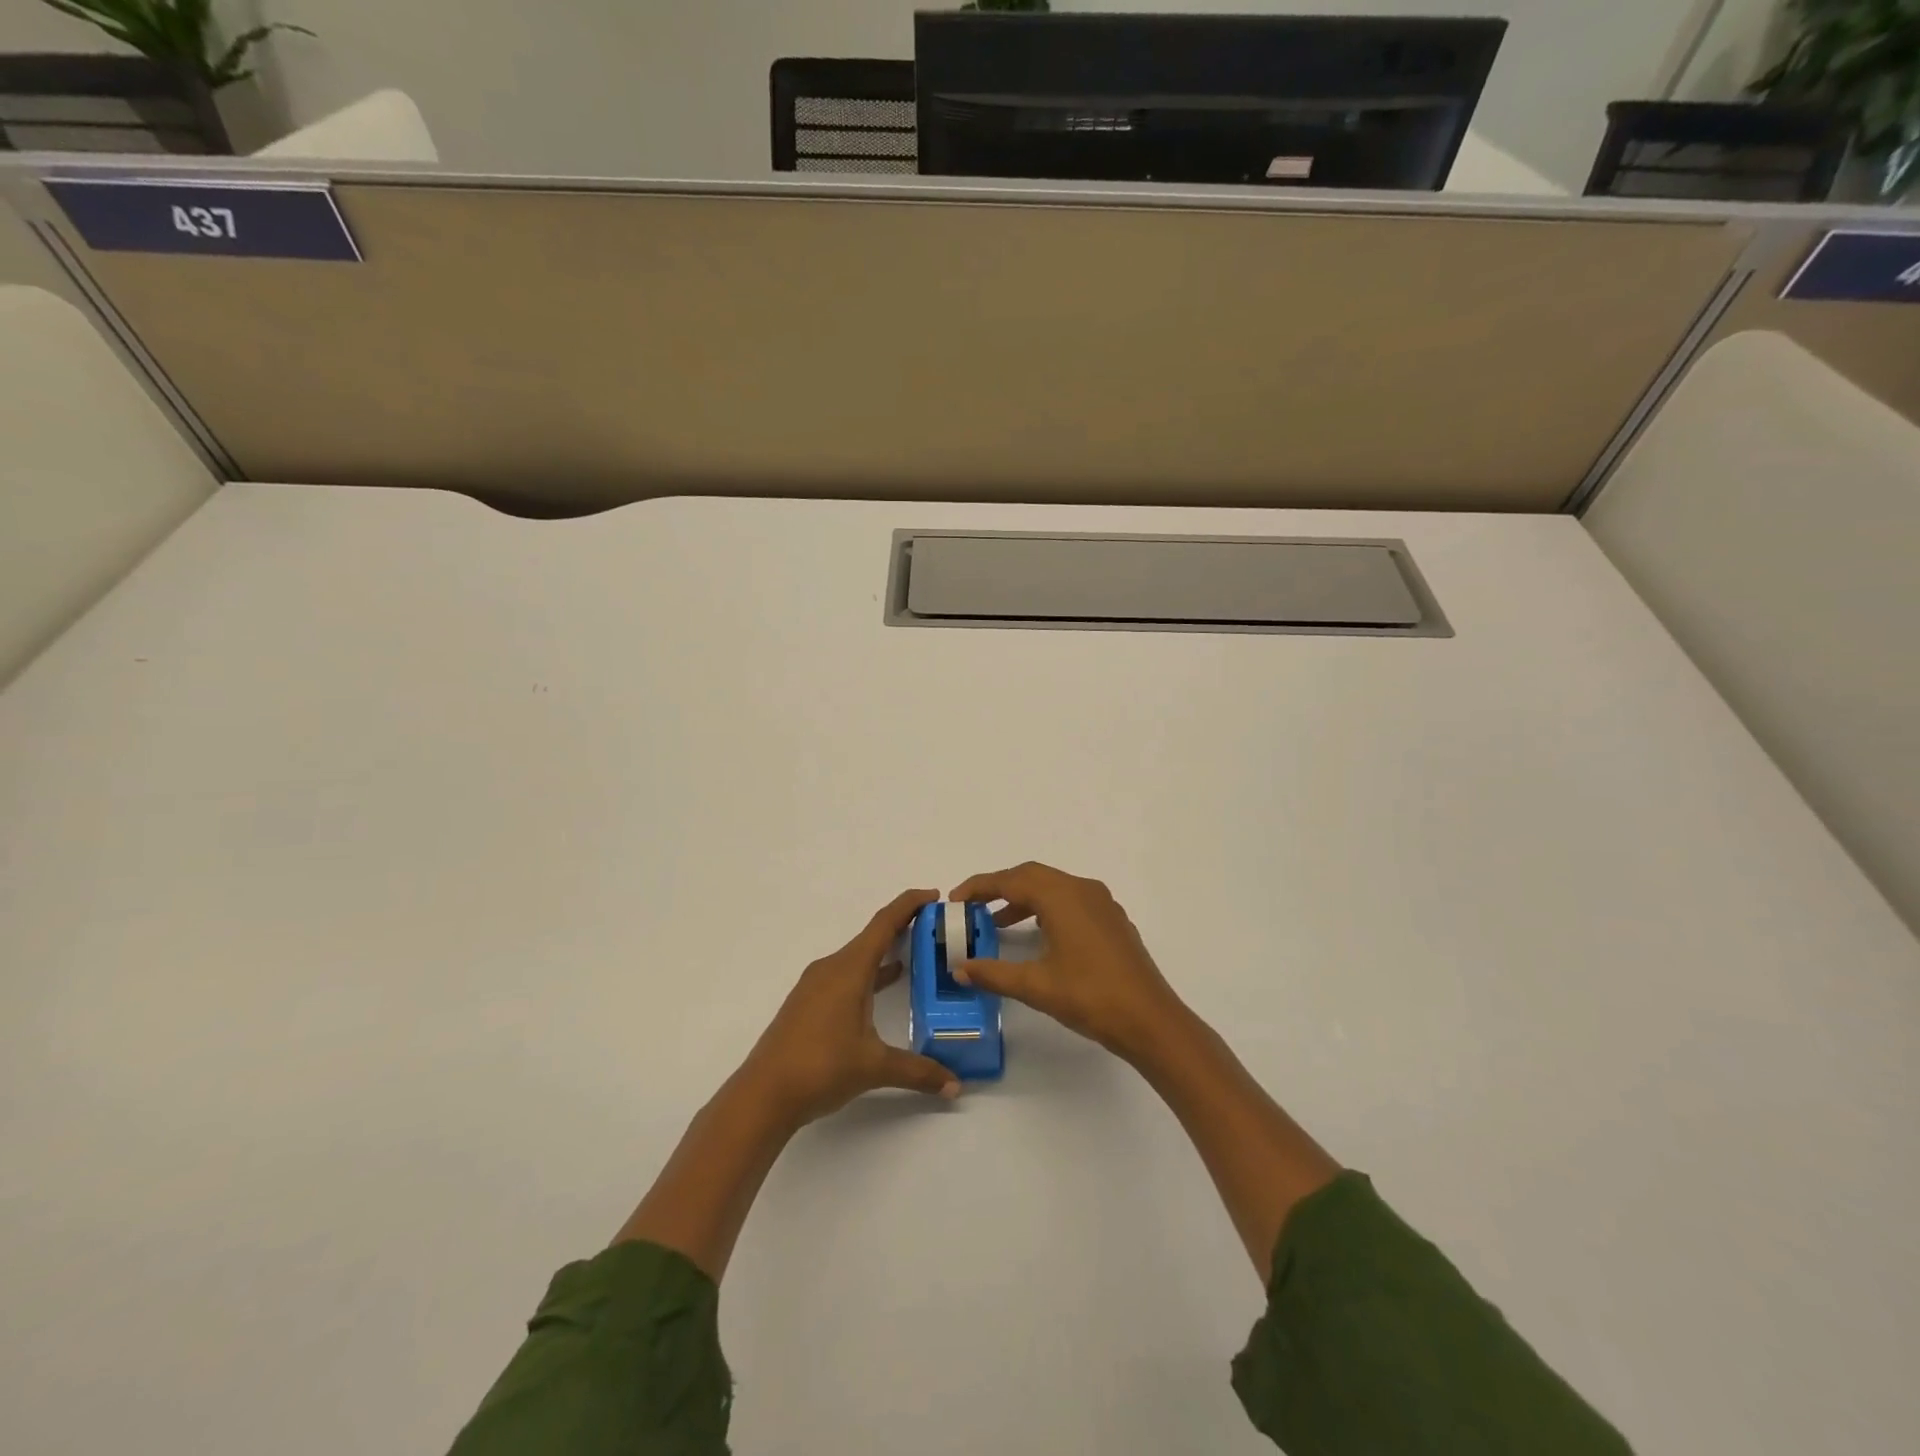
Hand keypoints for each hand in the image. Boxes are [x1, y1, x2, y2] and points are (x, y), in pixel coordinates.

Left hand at [739, 888, 961, 1127]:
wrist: (763, 1095)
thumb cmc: (821, 1068)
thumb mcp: (874, 1067)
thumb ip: (918, 1071)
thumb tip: (955, 1085)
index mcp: (849, 969)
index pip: (884, 923)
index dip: (909, 904)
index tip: (934, 895)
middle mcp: (831, 968)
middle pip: (872, 936)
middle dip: (902, 927)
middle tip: (935, 928)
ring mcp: (816, 986)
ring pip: (857, 957)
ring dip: (885, 951)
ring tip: (916, 954)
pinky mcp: (808, 1004)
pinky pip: (846, 974)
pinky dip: (869, 973)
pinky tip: (883, 987)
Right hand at [947, 862, 1184, 1063]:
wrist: (1151, 1020)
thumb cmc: (1091, 997)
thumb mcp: (1036, 986)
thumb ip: (993, 973)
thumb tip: (959, 968)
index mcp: (1062, 896)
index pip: (1011, 880)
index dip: (980, 887)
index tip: (955, 900)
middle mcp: (1082, 890)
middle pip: (1032, 876)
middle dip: (1000, 887)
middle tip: (973, 907)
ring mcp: (1102, 903)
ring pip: (1053, 887)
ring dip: (1023, 898)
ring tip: (997, 923)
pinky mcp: (1112, 920)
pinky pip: (1071, 900)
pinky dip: (1046, 908)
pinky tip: (1038, 935)